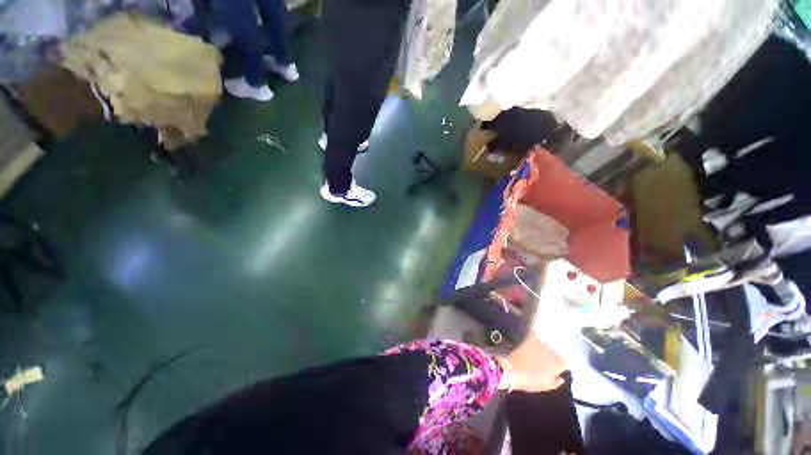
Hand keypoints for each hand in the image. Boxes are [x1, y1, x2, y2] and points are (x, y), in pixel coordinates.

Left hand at [498, 334, 565, 392]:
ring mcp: (541, 343)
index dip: (558, 366)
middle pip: (554, 353)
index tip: (553, 370)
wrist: (514, 370)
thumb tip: (561, 378)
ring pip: (545, 345)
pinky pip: (535, 334)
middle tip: (542, 363)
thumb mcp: (547, 386)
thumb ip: (557, 382)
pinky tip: (531, 339)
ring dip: (542, 349)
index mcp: (559, 364)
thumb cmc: (531, 381)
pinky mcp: (530, 338)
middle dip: (550, 357)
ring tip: (534, 354)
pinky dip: (534, 336)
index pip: (564, 363)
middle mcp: (553, 351)